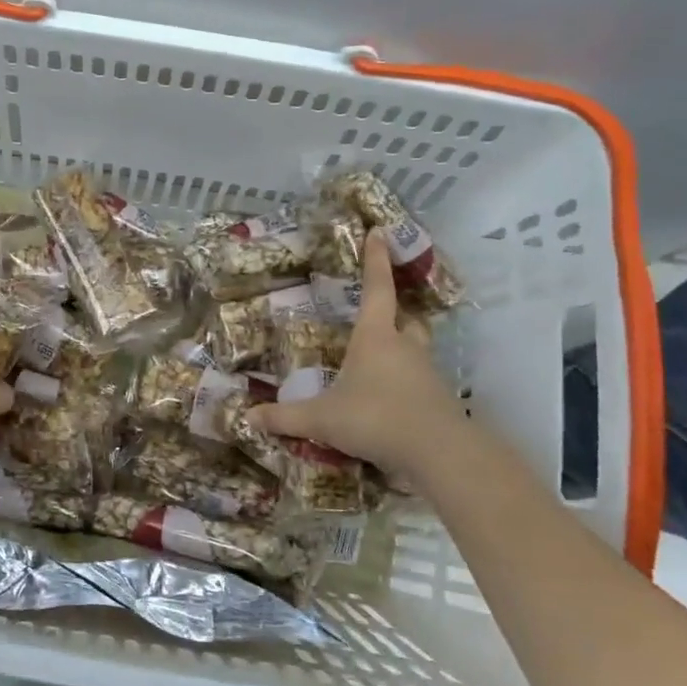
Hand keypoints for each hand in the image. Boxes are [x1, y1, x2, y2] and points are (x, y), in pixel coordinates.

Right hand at [248, 234, 465, 483]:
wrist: (438, 453)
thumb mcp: (321, 419)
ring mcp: (426, 373)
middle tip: (383, 313)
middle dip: (397, 312)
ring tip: (380, 362)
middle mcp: (404, 347)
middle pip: (407, 319)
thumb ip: (285, 417)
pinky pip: (420, 382)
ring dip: (402, 349)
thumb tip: (247, 417)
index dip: (376, 260)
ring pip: (417, 350)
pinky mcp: (439, 400)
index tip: (380, 232)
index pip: (377, 289)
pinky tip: (390, 401)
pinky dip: (406, 384)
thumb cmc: (375, 418)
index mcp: (375, 338)